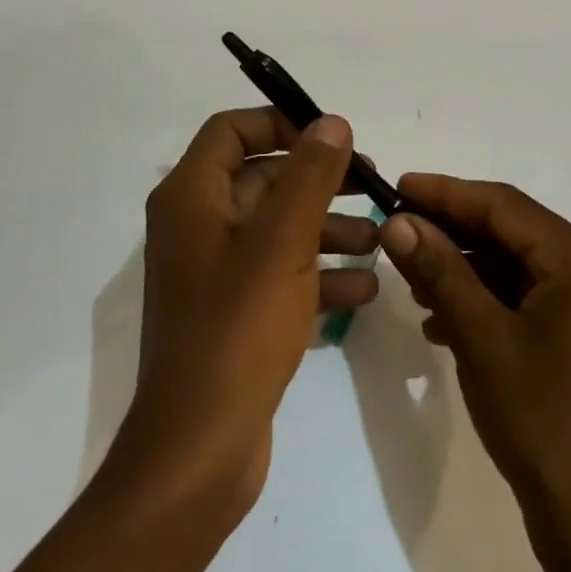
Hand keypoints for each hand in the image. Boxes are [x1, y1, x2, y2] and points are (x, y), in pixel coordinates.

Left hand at [105, 108, 377, 528]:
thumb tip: (331, 122)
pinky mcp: (233, 313)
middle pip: (261, 178)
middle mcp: (196, 226)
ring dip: (327, 228)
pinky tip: (365, 288)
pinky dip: (318, 273)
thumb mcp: (282, 242)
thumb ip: (309, 175)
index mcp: (191, 198)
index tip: (332, 137)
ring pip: (276, 228)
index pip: (231, 130)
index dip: (280, 122)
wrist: (199, 449)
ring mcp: (213, 272)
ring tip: (379, 239)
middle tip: (372, 185)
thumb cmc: (237, 329)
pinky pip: (279, 274)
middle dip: (318, 180)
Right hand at [377, 175, 570, 543]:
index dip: (445, 193)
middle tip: (395, 227)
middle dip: (450, 229)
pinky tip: (439, 317)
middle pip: (510, 230)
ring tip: (410, 274)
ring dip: (462, 265)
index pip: (503, 205)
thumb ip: (440, 271)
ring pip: (513, 263)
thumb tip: (398, 221)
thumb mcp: (481, 338)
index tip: (396, 185)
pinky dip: (482, 298)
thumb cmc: (542, 421)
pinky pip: (524, 295)